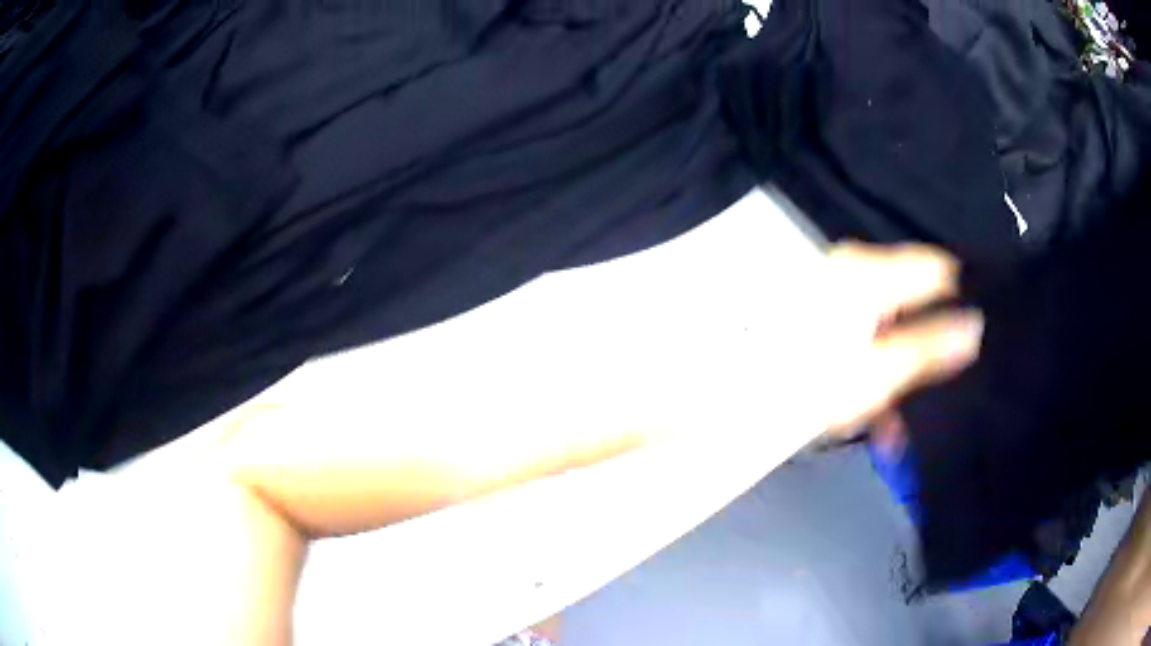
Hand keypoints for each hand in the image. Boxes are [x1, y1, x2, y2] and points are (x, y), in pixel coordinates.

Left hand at [819, 243, 983, 444]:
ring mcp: (836, 292)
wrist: (730, 394)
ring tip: (896, 421)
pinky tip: (875, 412)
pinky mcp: (823, 315)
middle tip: (941, 390)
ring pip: (891, 324)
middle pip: (914, 298)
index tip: (978, 336)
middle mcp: (854, 270)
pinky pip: (866, 334)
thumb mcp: (877, 372)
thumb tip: (975, 327)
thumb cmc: (808, 381)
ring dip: (900, 370)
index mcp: (870, 272)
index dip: (964, 296)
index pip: (937, 267)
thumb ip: (930, 348)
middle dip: (930, 347)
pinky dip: (875, 367)